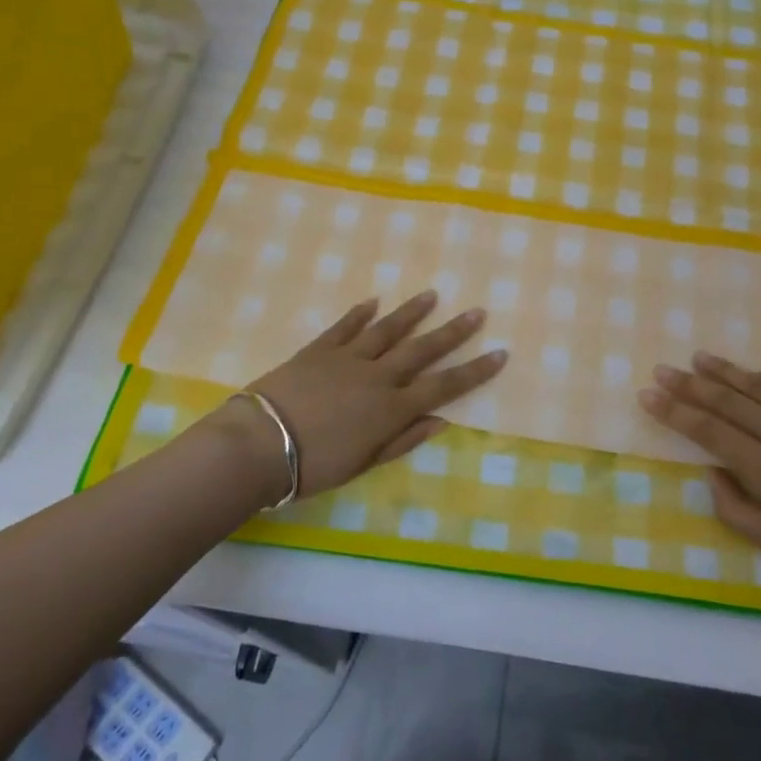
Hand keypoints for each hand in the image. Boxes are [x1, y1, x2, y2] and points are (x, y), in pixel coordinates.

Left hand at [207, 291, 506, 504]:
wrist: (260, 444)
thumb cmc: (315, 465)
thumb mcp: (365, 463)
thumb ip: (404, 438)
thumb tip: (441, 419)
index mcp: (392, 408)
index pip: (445, 386)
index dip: (475, 370)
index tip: (500, 353)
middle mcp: (378, 376)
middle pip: (423, 349)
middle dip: (453, 332)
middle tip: (477, 311)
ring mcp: (348, 358)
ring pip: (387, 330)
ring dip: (412, 313)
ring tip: (432, 295)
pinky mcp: (319, 350)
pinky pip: (344, 327)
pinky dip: (359, 313)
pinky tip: (373, 301)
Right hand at [637, 352, 760, 598]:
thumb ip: (734, 509)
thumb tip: (711, 471)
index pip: (709, 432)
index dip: (675, 412)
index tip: (647, 395)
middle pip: (727, 402)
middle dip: (689, 385)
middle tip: (661, 370)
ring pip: (757, 387)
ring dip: (723, 372)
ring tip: (695, 358)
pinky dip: (758, 379)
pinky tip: (742, 373)